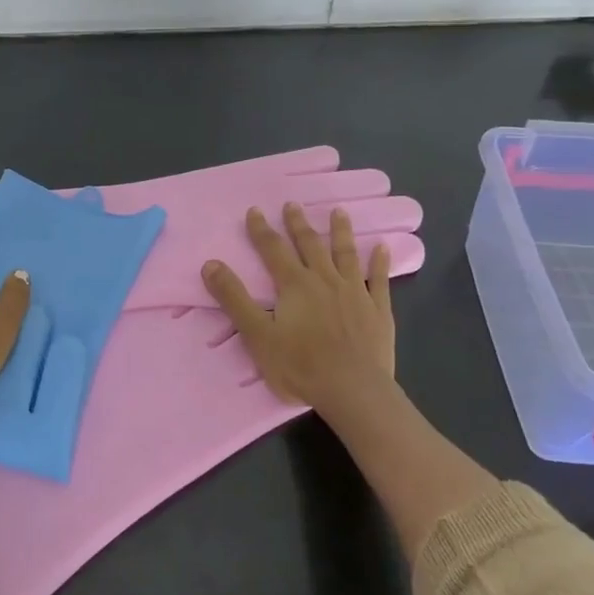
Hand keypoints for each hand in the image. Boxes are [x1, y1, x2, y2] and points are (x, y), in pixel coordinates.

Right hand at [202, 203, 395, 412]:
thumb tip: (210, 263)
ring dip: (341, 232)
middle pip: (310, 245)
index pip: (273, 250)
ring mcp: (355, 293)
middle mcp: (325, 280)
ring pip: (346, 255)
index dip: (261, 230)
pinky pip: (379, 280)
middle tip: (293, 204)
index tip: (255, 210)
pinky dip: (380, 263)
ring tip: (339, 212)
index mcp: (295, 285)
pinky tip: (383, 248)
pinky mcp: (378, 310)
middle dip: (299, 224)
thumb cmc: (300, 365)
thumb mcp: (256, 334)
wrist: (353, 390)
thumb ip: (234, 298)